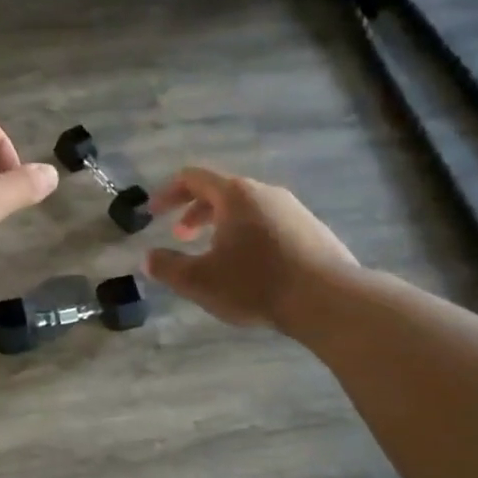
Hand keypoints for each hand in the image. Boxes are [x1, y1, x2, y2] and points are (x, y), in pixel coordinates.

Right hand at [144, 167, 357, 328]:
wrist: (329, 300)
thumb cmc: (256, 284)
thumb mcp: (200, 281)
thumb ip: (168, 267)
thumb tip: (148, 258)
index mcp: (235, 194)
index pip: (192, 178)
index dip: (167, 193)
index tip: (152, 213)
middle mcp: (265, 192)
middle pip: (222, 191)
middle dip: (195, 212)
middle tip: (182, 236)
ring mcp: (294, 210)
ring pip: (248, 209)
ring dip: (224, 226)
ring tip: (216, 255)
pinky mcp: (313, 231)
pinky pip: (271, 224)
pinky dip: (250, 236)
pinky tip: (253, 268)